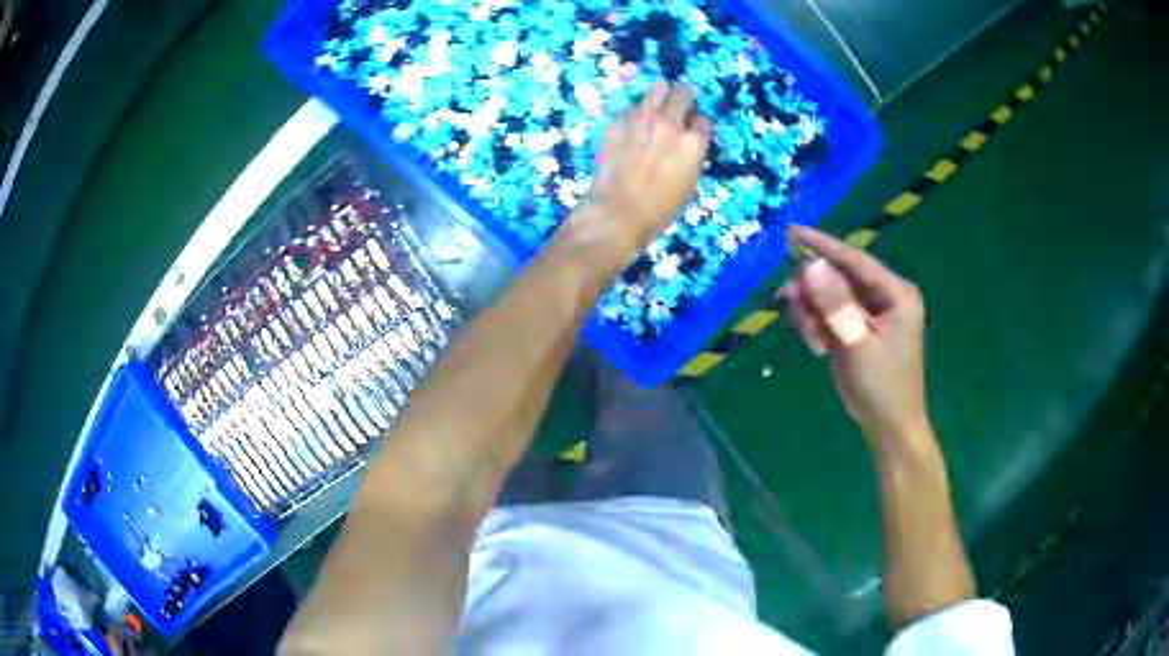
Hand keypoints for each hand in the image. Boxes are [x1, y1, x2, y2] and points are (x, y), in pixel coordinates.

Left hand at [569, 82, 710, 257]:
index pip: (704, 119)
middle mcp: (669, 123)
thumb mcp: (689, 184)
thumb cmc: (659, 208)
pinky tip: (631, 130)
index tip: (692, 132)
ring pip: (657, 88)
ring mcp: (642, 119)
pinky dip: (636, 114)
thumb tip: (688, 139)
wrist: (616, 212)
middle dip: (683, 100)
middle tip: (677, 111)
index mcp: (692, 143)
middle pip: (683, 92)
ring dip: (661, 97)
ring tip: (656, 110)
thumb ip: (692, 154)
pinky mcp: (618, 121)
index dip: (698, 126)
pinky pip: (632, 107)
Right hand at [781, 226, 929, 446]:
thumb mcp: (856, 345)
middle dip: (813, 290)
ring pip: (830, 294)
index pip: (855, 260)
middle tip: (789, 303)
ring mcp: (873, 311)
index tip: (790, 232)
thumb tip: (811, 265)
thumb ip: (835, 304)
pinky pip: (831, 312)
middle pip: (839, 276)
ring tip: (812, 339)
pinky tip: (818, 346)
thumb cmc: (880, 388)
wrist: (889, 427)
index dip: (822, 246)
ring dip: (813, 312)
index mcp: (896, 293)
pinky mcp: (860, 326)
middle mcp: (885, 295)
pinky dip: (818, 324)